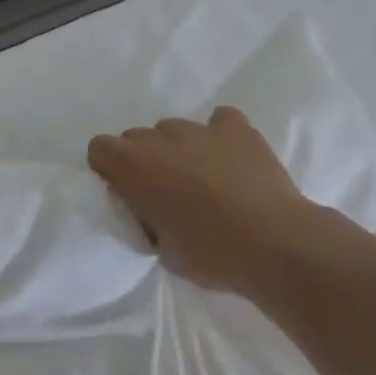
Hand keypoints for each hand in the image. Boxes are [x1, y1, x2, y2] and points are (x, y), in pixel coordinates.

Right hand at [87, 106, 313, 297]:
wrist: (276, 244)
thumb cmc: (211, 254)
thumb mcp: (161, 248)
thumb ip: (146, 217)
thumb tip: (151, 208)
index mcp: (134, 166)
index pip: (100, 148)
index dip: (108, 169)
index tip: (124, 193)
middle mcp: (161, 138)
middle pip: (136, 137)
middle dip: (143, 160)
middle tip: (164, 192)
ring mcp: (200, 130)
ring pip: (174, 129)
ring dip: (178, 149)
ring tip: (202, 179)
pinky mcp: (237, 129)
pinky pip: (220, 120)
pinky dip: (220, 135)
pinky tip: (230, 157)